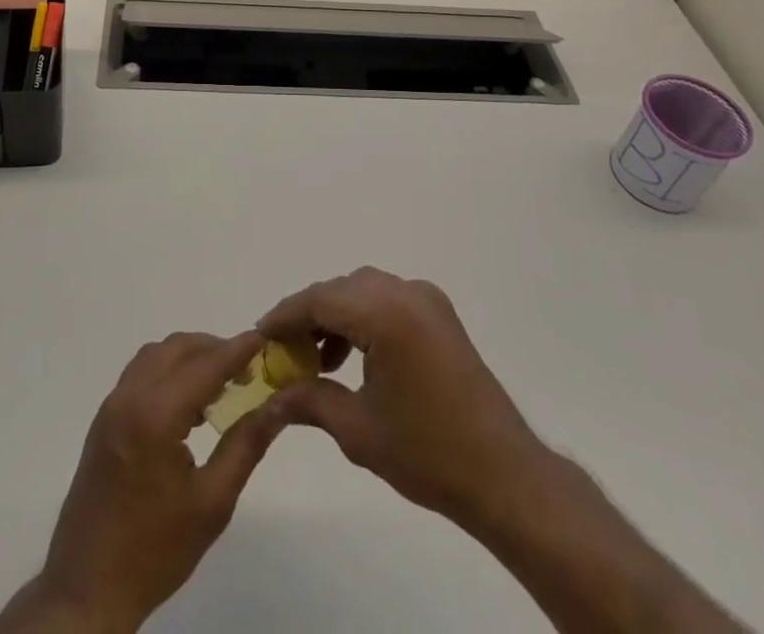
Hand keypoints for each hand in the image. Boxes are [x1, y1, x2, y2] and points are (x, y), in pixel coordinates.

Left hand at [0, 331, 286, 632]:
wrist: (87, 589)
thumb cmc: (155, 550)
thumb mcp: (212, 503)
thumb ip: (246, 445)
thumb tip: (278, 405)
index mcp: (156, 416)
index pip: (206, 364)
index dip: (238, 349)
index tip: (265, 338)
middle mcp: (130, 397)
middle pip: (178, 348)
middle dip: (215, 349)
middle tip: (247, 369)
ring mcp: (112, 406)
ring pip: (157, 355)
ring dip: (190, 357)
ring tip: (221, 385)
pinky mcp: (104, 419)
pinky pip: (140, 373)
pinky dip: (168, 371)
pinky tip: (188, 404)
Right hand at [259, 267, 557, 541]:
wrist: (503, 474)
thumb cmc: (427, 453)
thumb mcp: (357, 430)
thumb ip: (310, 400)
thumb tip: (271, 398)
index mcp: (386, 313)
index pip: (320, 299)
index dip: (285, 316)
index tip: (260, 335)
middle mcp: (406, 292)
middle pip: (341, 290)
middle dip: (308, 316)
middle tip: (283, 351)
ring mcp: (427, 300)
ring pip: (363, 292)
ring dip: (335, 316)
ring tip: (315, 359)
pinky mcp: (439, 314)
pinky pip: (387, 301)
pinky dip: (362, 319)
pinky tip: (350, 356)